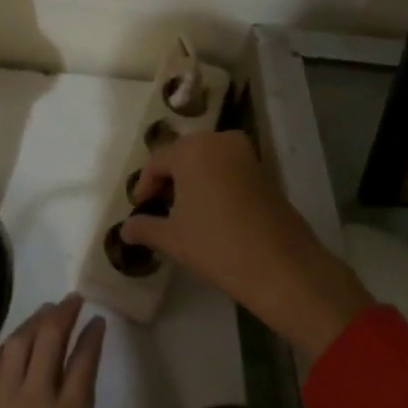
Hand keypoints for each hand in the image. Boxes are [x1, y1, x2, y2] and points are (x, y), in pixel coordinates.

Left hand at [0, 295, 133, 407]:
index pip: (83, 360)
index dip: (92, 335)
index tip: (98, 321)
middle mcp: (34, 398)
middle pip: (48, 339)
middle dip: (63, 313)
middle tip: (73, 300)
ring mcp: (0, 401)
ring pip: (18, 343)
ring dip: (34, 321)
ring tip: (46, 311)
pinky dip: (6, 345)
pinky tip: (13, 341)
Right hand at [122, 131, 371, 362]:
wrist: (282, 266)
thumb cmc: (217, 245)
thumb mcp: (172, 239)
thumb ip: (144, 228)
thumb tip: (125, 229)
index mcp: (191, 149)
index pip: (157, 162)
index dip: (144, 186)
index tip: (140, 209)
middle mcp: (218, 141)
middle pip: (183, 156)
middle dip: (169, 180)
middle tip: (159, 208)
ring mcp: (245, 153)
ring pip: (207, 161)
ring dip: (193, 181)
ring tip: (184, 212)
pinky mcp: (264, 170)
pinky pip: (228, 169)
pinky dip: (215, 183)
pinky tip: (212, 213)